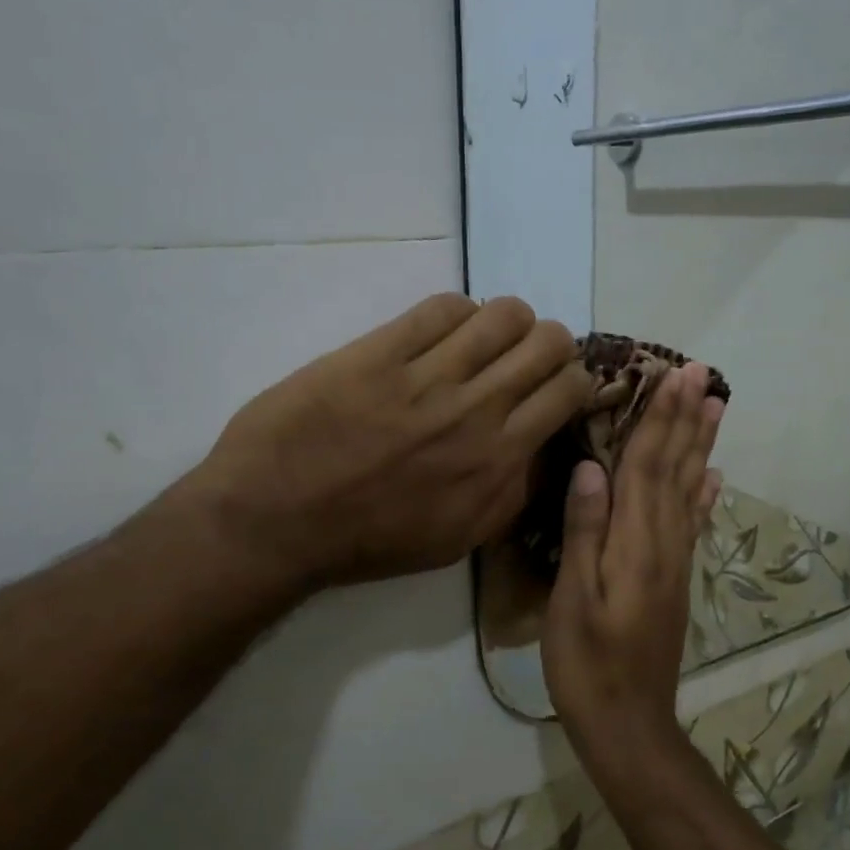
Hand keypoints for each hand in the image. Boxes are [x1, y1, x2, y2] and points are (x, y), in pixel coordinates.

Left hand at [178, 294, 589, 596]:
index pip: (568, 389)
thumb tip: (543, 446)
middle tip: (523, 357)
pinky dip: (456, 312)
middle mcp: (476, 411)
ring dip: (506, 321)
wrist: (277, 522)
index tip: (554, 383)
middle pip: (547, 342)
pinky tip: (442, 330)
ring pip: (502, 314)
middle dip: (548, 342)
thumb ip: (511, 492)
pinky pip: (441, 308)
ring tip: (484, 338)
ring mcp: (426, 377)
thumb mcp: (458, 539)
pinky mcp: (379, 352)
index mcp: (498, 461)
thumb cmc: (369, 540)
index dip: (572, 377)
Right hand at [542, 361, 722, 751]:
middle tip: (703, 374)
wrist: (629, 723)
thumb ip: (584, 533)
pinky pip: (692, 524)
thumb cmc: (588, 662)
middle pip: (676, 468)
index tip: (676, 375)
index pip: (648, 465)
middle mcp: (663, 542)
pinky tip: (712, 476)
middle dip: (687, 419)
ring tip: (715, 408)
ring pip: (689, 489)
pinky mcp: (674, 578)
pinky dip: (703, 494)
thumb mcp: (573, 599)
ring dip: (701, 445)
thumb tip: (592, 469)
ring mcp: (673, 560)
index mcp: (635, 542)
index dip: (661, 418)